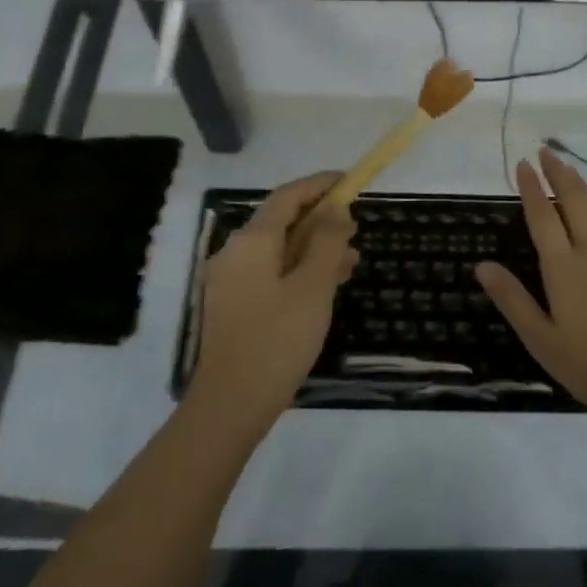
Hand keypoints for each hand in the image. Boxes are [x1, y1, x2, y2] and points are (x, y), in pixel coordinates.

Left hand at [188, 173, 357, 428]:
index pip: (287, 196)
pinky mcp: (233, 305)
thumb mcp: (313, 286)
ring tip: (351, 260)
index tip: (349, 181)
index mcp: (251, 241)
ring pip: (278, 250)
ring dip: (314, 248)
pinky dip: (299, 270)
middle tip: (355, 228)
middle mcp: (235, 253)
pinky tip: (326, 285)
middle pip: (281, 222)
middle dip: (320, 220)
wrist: (231, 404)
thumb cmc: (278, 339)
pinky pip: (270, 273)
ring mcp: (230, 280)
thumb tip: (335, 208)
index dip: (319, 185)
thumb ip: (326, 241)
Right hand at [475, 147, 586, 425]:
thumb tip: (482, 266)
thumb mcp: (543, 340)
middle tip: (546, 152)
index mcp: (564, 267)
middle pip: (575, 200)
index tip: (523, 164)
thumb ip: (513, 300)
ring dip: (581, 185)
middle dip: (558, 173)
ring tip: (569, 171)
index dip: (531, 188)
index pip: (543, 216)